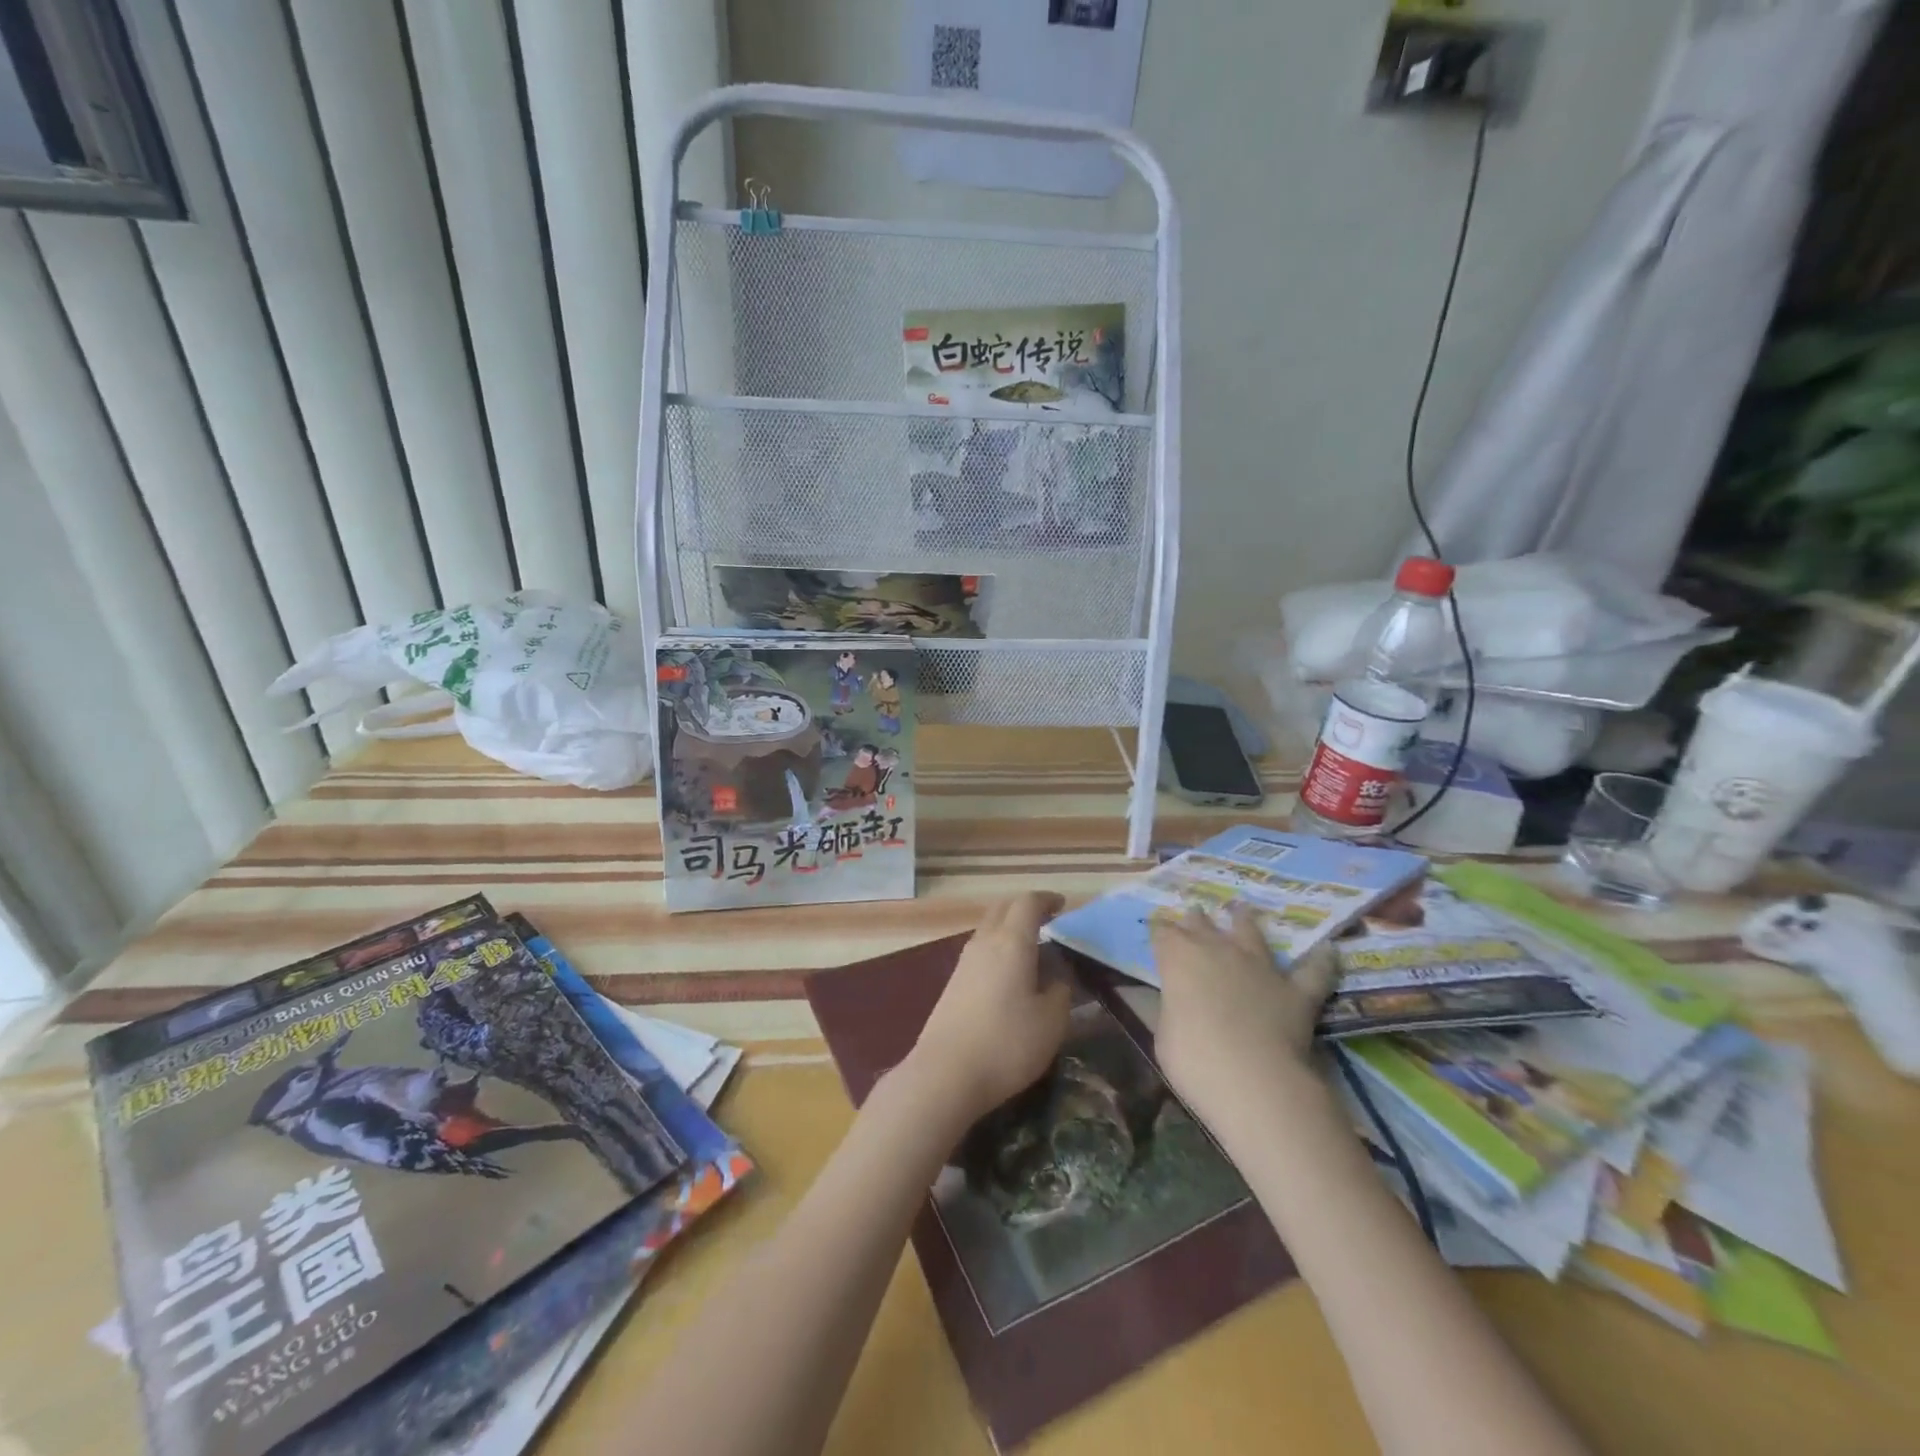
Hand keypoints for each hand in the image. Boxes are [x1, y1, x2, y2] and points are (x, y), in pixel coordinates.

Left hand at [908, 892, 1070, 1124]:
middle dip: (1025, 908)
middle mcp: (985, 942)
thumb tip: (1056, 977)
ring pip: (988, 928)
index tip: (1062, 905)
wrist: (945, 1073)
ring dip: (1009, 928)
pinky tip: (1008, 973)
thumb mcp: (1051, 1021)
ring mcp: (964, 962)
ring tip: (1031, 948)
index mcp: (1012, 942)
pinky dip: (998, 947)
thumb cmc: (1007, 1043)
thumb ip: (1060, 991)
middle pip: (1003, 908)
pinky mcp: (953, 983)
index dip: (1047, 900)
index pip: (1028, 903)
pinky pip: (980, 949)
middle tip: (1047, 919)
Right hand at [1151, 906, 1340, 1134]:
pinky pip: (1313, 970)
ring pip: (1251, 931)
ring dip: (1244, 920)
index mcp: (1178, 958)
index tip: (1157, 933)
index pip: (1163, 933)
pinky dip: (1322, 960)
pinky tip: (1329, 949)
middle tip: (1194, 916)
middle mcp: (1217, 950)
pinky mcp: (1295, 989)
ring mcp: (1259, 966)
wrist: (1253, 1080)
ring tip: (1242, 910)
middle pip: (1202, 923)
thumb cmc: (1193, 1059)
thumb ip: (1170, 1008)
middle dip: (1196, 920)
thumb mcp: (1164, 1034)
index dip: (1160, 932)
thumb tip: (1174, 1001)